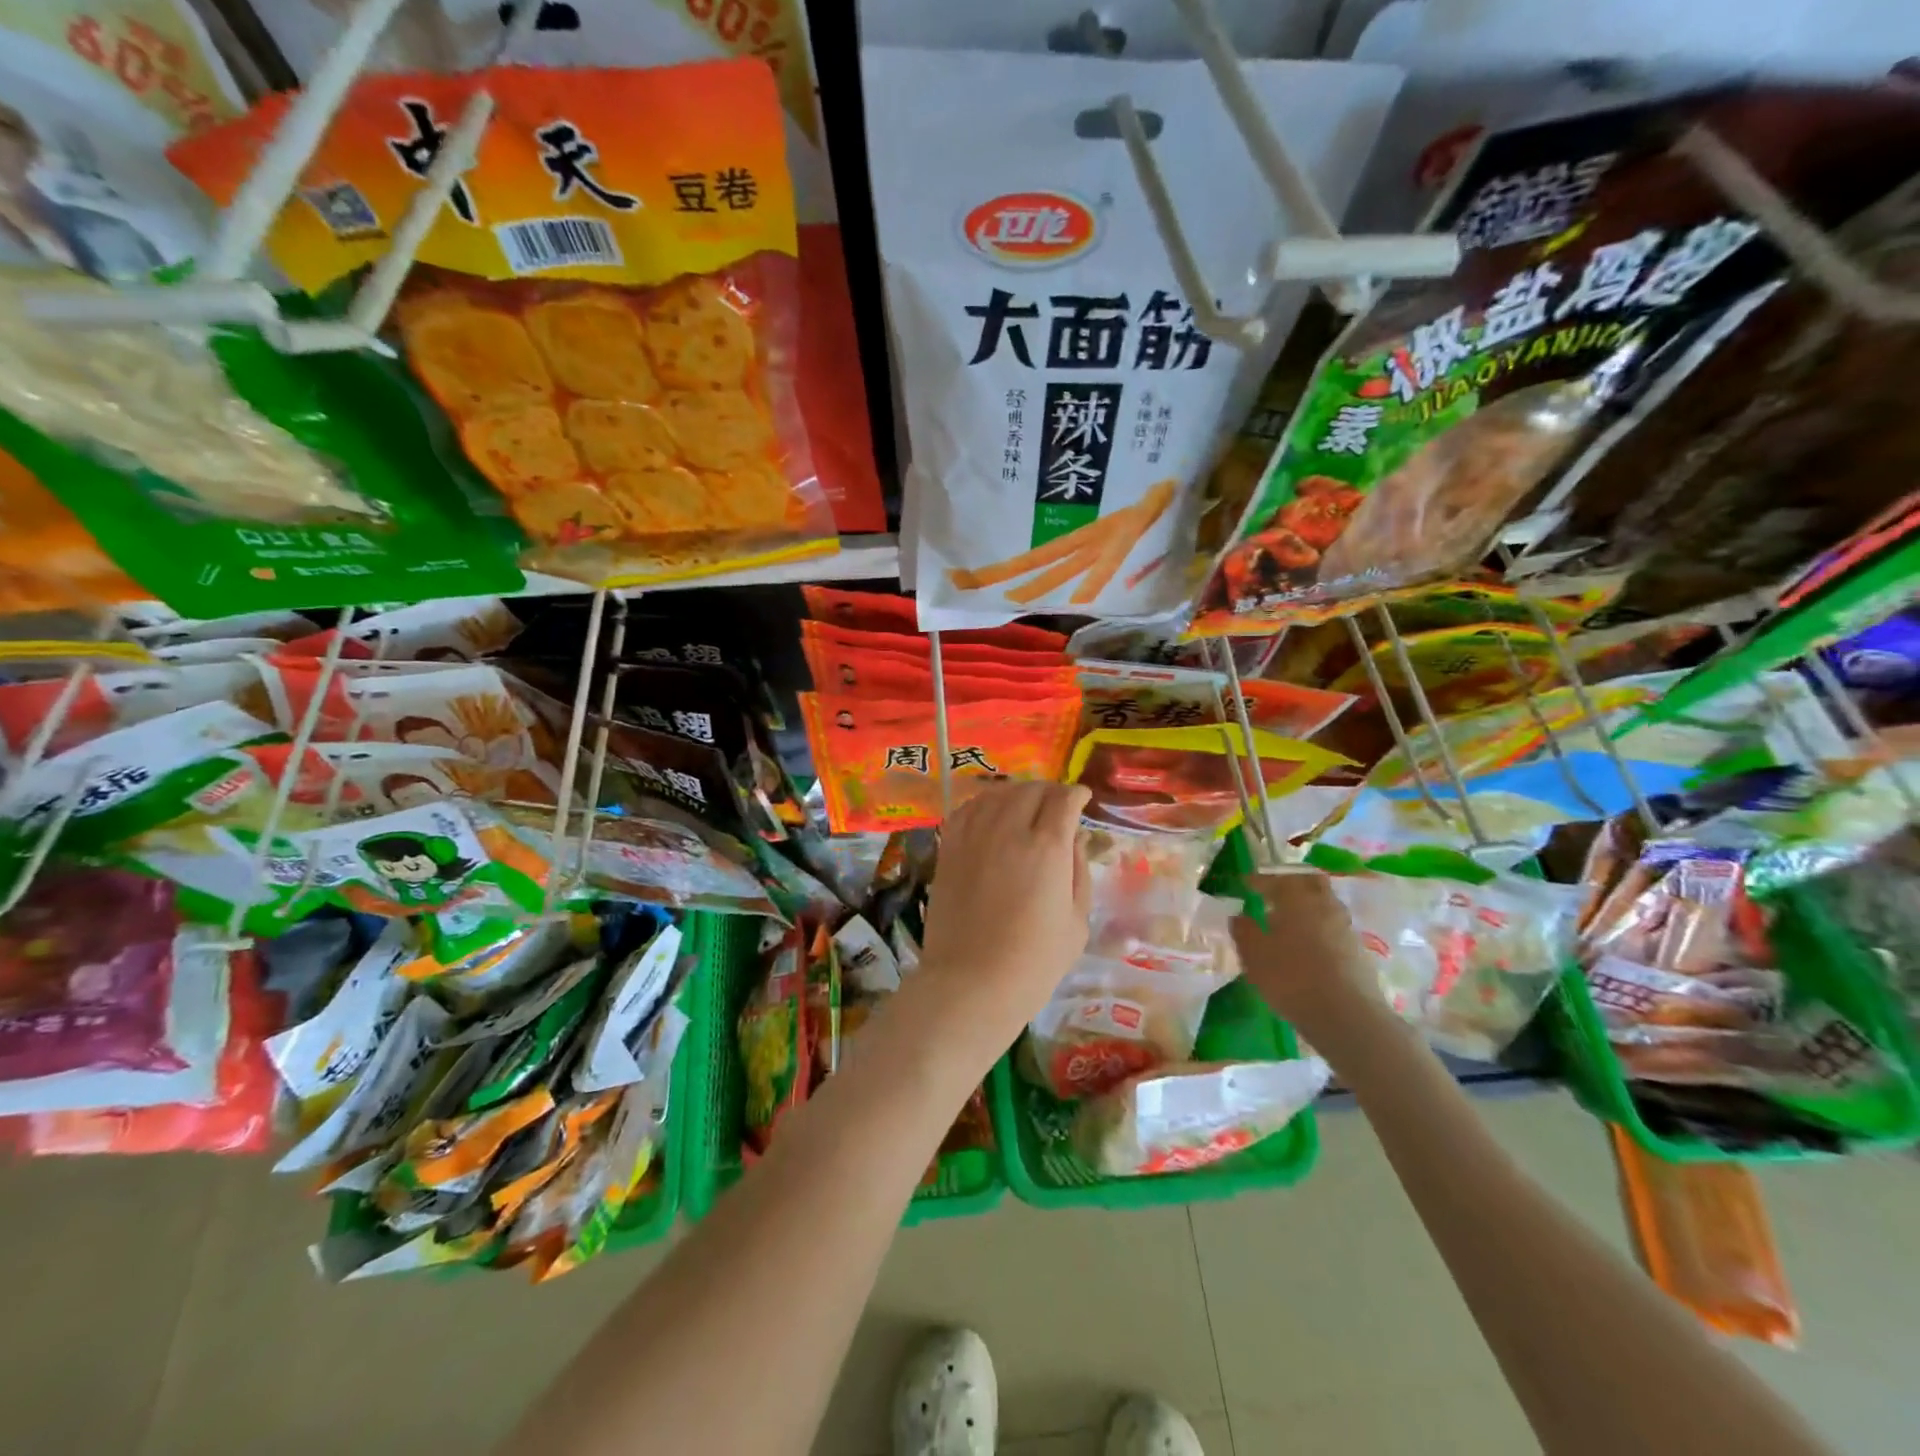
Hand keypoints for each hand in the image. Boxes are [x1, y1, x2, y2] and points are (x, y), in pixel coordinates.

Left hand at [919, 781, 1091, 1038]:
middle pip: (1030, 790)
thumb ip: (1079, 872)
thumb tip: (1074, 838)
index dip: (1076, 794)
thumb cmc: (1034, 962)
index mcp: (1046, 847)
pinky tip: (991, 813)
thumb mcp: (1077, 922)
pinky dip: (984, 803)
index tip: (1082, 798)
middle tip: (1057, 803)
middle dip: (1049, 791)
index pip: (1063, 800)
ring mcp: (974, 836)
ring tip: (1025, 804)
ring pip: (997, 793)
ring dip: (1017, 792)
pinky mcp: (949, 848)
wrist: (971, 983)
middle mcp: (1008, 830)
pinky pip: (967, 809)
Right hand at [1232, 870, 1389, 1055]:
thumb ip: (1244, 931)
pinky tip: (1309, 945)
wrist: (1346, 1015)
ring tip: (1290, 921)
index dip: (1258, 880)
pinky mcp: (1358, 950)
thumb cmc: (1291, 977)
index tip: (1245, 883)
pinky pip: (1334, 927)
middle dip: (1292, 883)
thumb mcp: (1254, 955)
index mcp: (1296, 899)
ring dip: (1308, 906)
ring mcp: (1345, 927)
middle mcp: (1324, 905)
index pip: (1275, 880)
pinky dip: (1320, 927)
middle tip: (1275, 893)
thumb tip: (1239, 916)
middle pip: (1311, 882)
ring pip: (1326, 904)